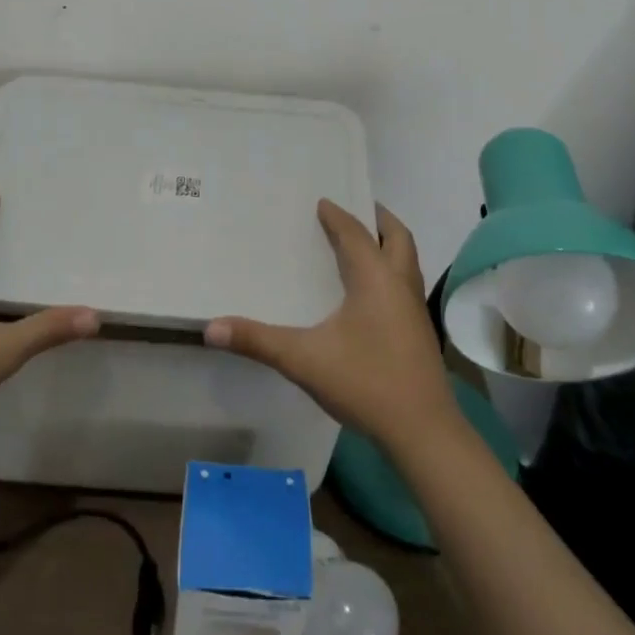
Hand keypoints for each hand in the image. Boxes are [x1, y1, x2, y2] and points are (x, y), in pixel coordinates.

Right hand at [205, 200, 457, 452]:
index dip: (338, 216)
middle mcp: (400, 284)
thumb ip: (258, 341)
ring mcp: (415, 308)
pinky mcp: (420, 332)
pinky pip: (406, 283)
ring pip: (407, 260)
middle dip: (378, 218)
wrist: (423, 432)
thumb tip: (211, 327)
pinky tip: (372, 292)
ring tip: (365, 242)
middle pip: (397, 237)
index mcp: (375, 277)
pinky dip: (391, 270)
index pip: (355, 234)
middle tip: (357, 208)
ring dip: (389, 244)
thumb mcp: (303, 360)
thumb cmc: (365, 383)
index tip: (322, 202)